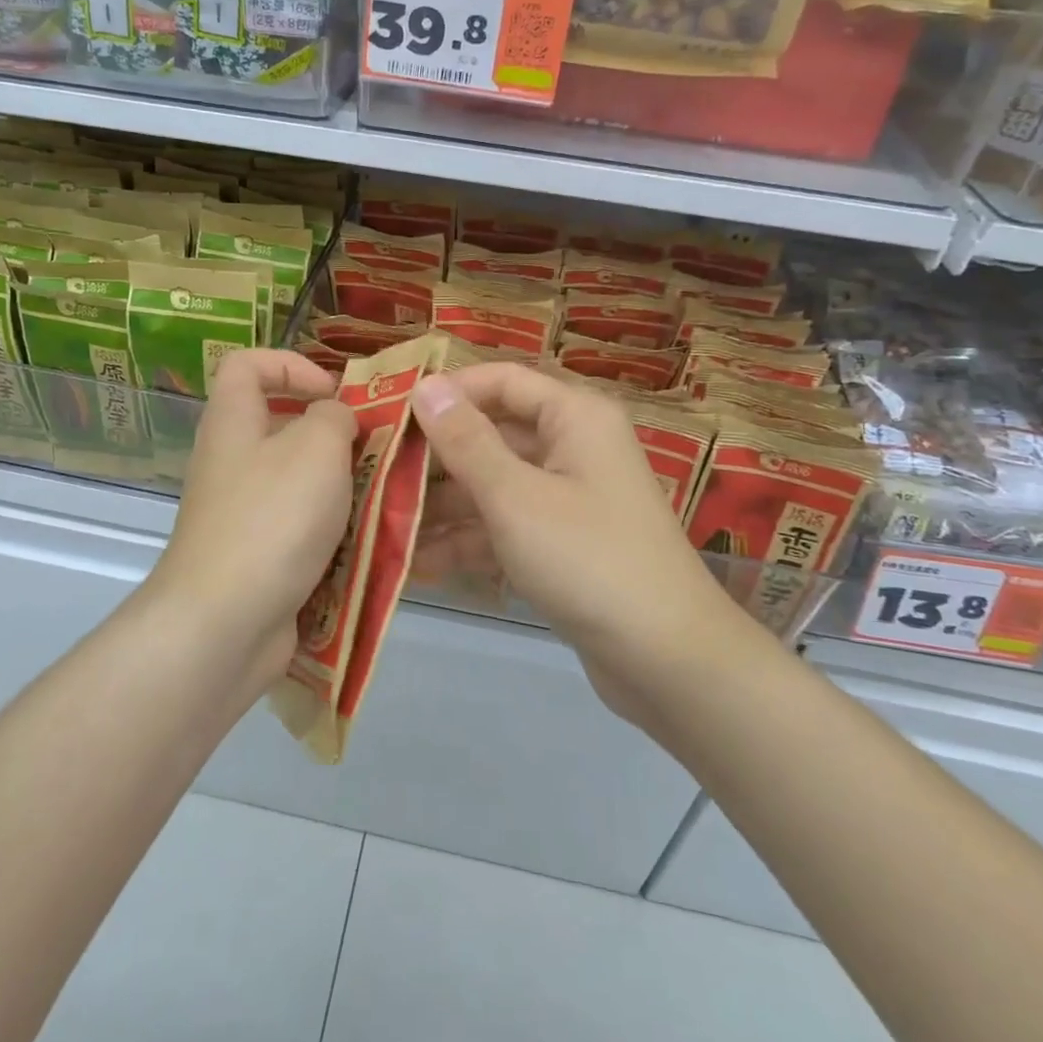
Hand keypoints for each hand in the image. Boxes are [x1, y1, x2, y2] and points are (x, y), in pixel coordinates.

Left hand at [147, 350, 355, 689]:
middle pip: (280, 425)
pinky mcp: (256, 557)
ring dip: (341, 486)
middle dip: (332, 434)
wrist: (224, 624)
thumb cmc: (272, 518)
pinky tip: (367, 542)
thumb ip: (335, 418)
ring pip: (297, 481)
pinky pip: (299, 528)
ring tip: (382, 496)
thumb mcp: (316, 448)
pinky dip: (332, 531)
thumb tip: (336, 419)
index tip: (334, 393)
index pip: (247, 364)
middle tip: (375, 448)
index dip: (291, 364)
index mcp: (232, 422)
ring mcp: (240, 513)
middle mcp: (231, 462)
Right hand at [409, 364, 732, 724]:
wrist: (667, 660)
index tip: (391, 415)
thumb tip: (425, 385)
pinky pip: (506, 527)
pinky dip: (468, 542)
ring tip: (383, 526)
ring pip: (494, 486)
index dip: (447, 393)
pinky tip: (416, 564)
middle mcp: (572, 447)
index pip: (500, 381)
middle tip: (375, 476)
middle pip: (492, 435)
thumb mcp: (515, 496)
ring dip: (443, 507)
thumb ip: (466, 440)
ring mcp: (568, 498)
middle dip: (436, 459)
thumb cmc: (588, 560)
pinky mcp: (562, 544)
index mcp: (573, 417)